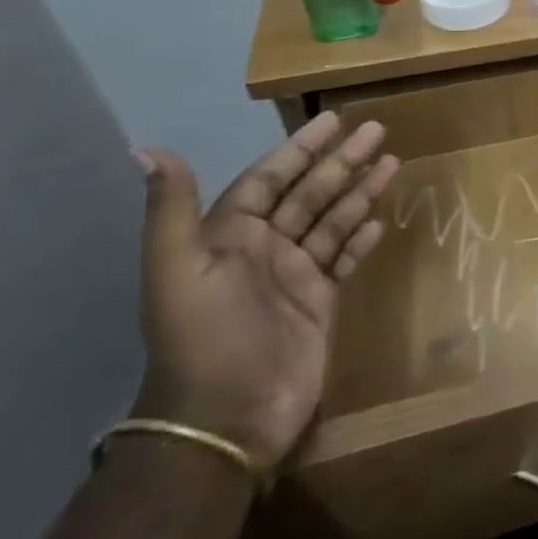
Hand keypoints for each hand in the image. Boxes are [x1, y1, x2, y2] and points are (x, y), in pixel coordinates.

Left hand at [131, 112, 398, 466]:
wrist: (228, 418)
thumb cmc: (204, 337)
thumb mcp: (177, 271)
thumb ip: (172, 209)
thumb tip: (146, 149)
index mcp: (231, 236)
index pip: (271, 177)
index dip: (301, 147)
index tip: (334, 120)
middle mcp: (265, 248)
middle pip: (310, 191)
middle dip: (343, 160)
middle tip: (378, 129)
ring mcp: (295, 275)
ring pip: (334, 219)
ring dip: (361, 190)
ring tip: (392, 162)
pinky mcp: (320, 301)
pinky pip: (345, 258)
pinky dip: (361, 238)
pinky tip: (381, 219)